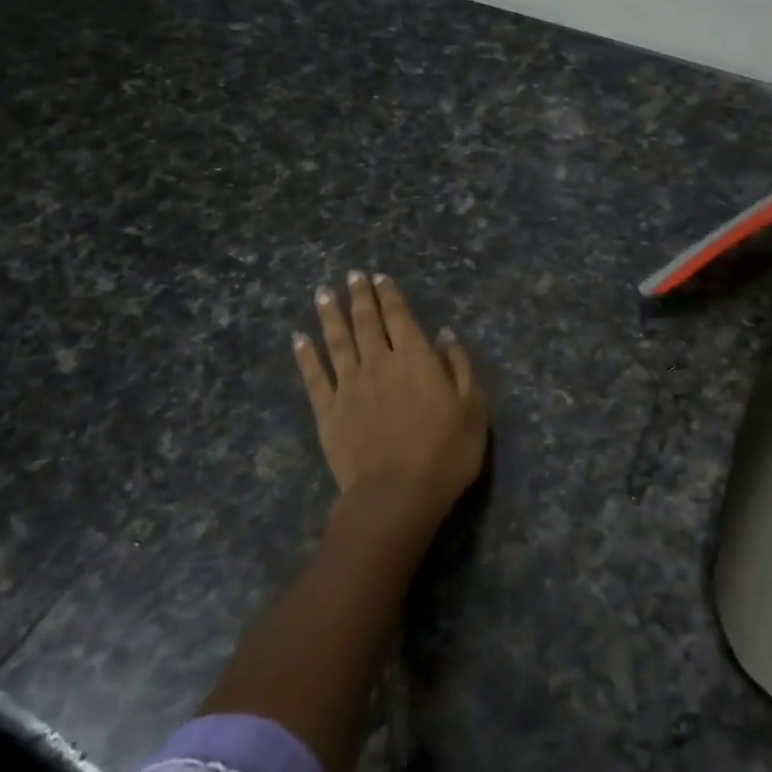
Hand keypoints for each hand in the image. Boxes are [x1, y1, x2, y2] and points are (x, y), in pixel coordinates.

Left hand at [293, 272, 487, 530]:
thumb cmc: (445, 453)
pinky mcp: (328, 412)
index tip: (379, 277)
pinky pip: (314, 376)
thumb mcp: (472, 408)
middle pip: (367, 322)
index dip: (390, 295)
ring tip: (323, 293)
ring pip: (337, 341)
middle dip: (359, 296)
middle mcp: (379, 363)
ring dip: (330, 315)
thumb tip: (444, 334)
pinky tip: (299, 339)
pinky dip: (306, 356)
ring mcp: (349, 386)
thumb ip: (459, 366)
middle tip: (351, 275)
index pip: (401, 317)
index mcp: (416, 359)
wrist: (396, 495)